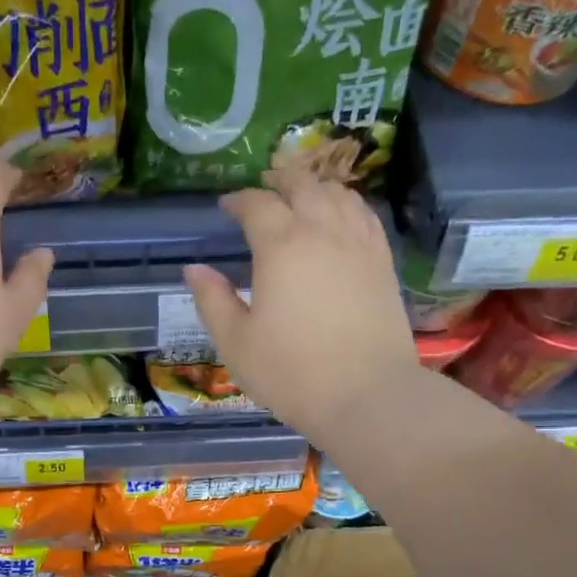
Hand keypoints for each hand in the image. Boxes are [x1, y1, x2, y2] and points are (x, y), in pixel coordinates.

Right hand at [185, 172, 417, 444]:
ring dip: (316, 186)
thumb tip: (194, 269)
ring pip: (339, 194)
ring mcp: (359, 245)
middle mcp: (323, 232)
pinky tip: (341, 216)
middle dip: (279, 180)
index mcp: (281, 247)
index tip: (226, 206)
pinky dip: (348, 205)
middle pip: (303, 185)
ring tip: (302, 194)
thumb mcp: (236, 343)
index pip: (258, 205)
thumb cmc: (291, 373)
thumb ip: (213, 301)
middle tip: (264, 187)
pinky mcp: (383, 263)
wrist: (366, 396)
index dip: (239, 200)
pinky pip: (366, 216)